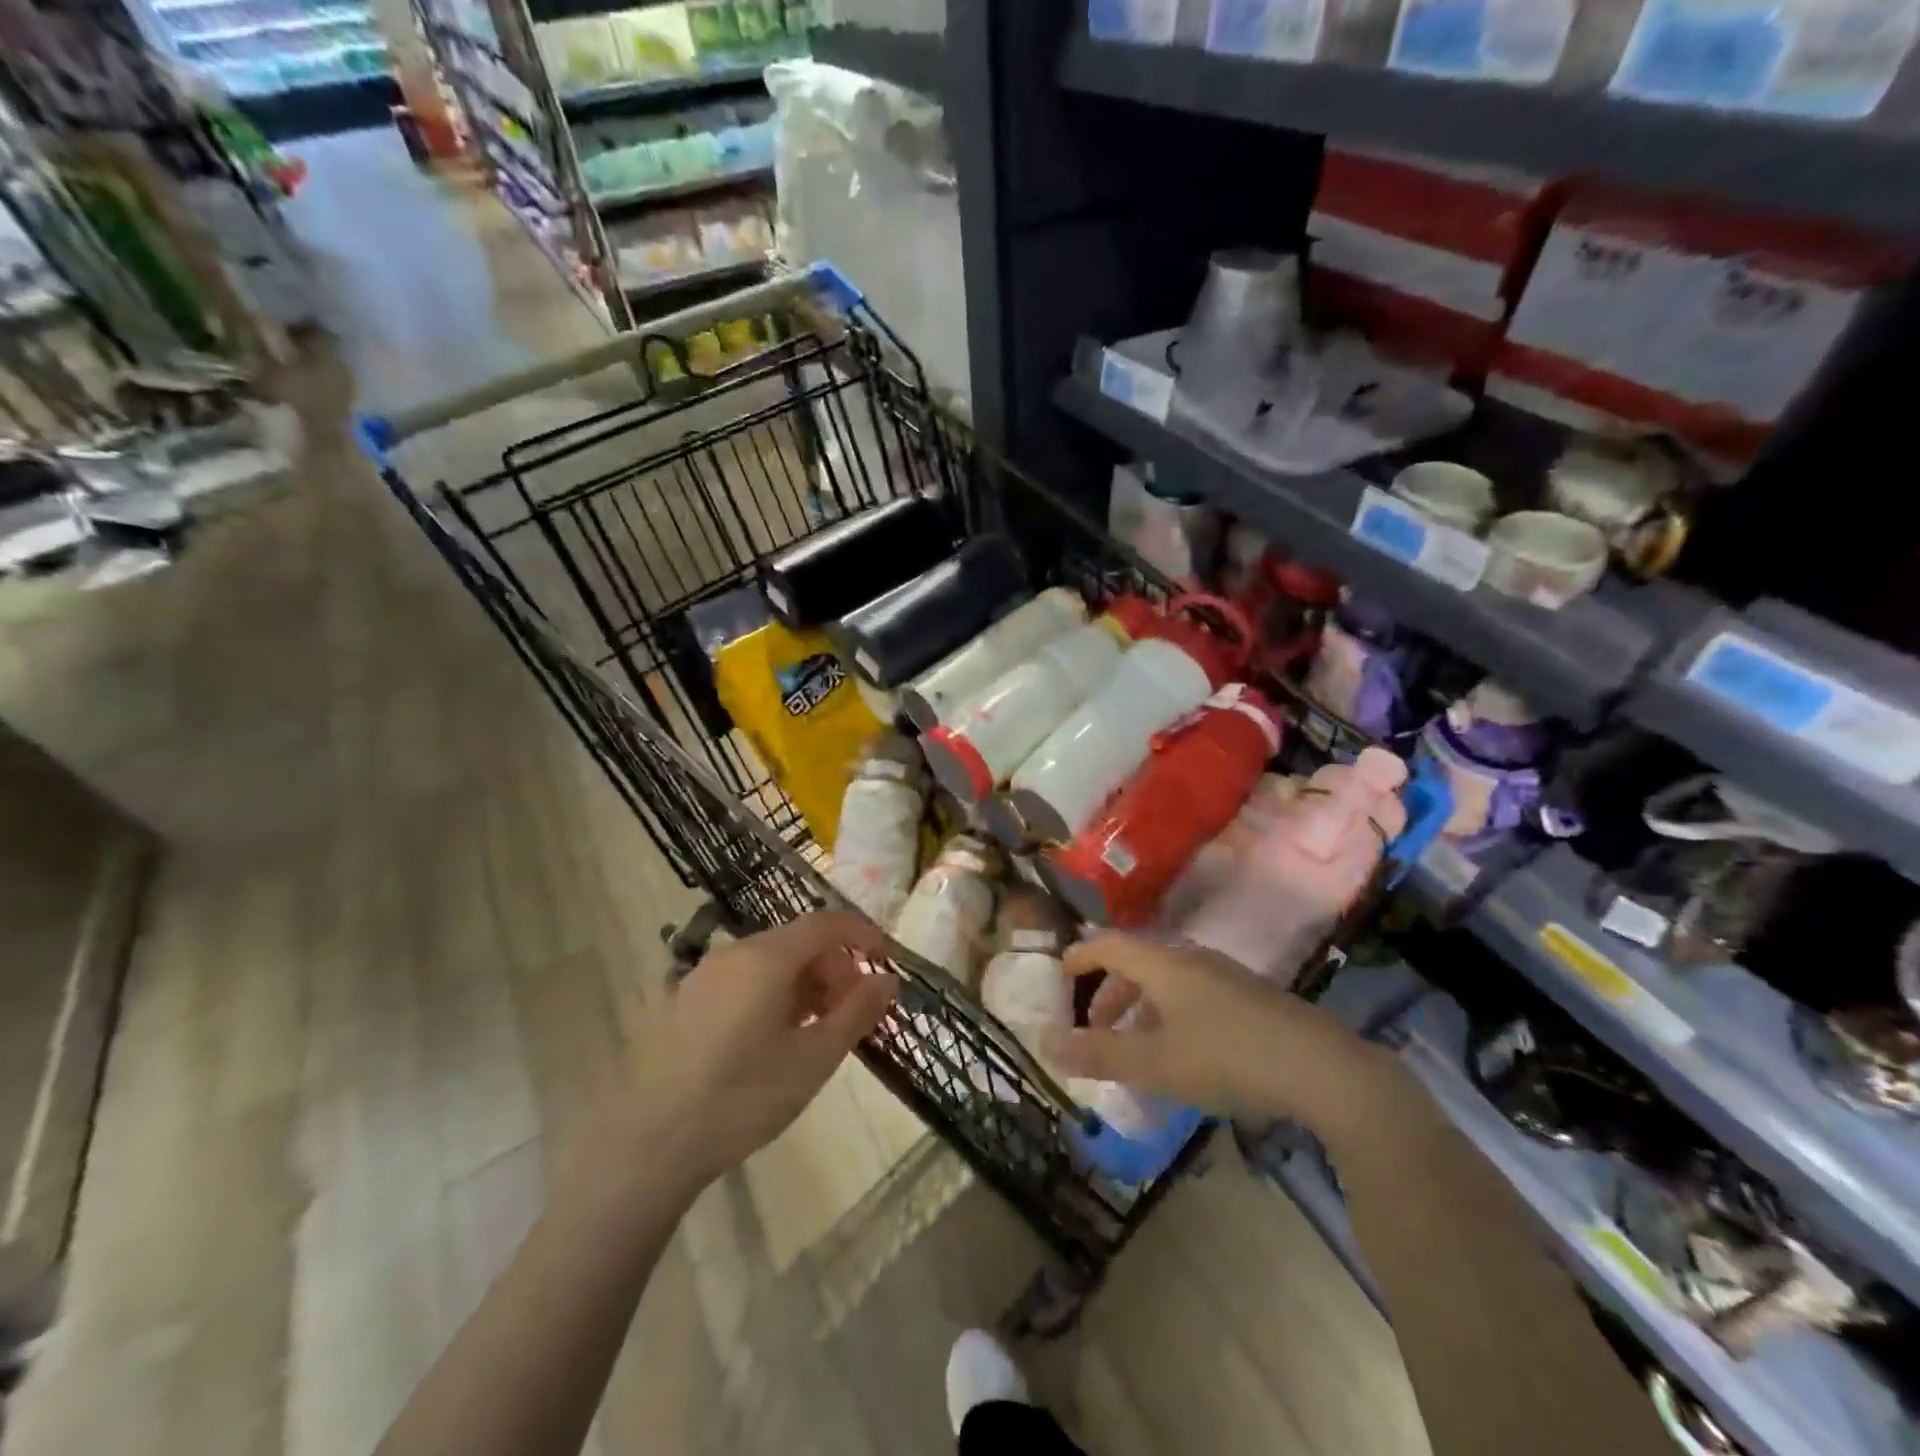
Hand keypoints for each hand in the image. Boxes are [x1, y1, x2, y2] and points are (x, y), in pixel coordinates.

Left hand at [555, 912, 898, 1218]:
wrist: (648, 1145)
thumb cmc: (742, 1098)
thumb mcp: (813, 1060)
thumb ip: (856, 1013)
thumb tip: (887, 980)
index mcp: (767, 958)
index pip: (826, 924)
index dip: (863, 935)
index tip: (887, 961)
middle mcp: (734, 953)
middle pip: (798, 942)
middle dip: (835, 967)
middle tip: (853, 1010)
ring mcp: (703, 975)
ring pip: (770, 962)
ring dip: (805, 983)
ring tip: (817, 1029)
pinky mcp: (684, 1000)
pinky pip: (742, 980)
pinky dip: (773, 993)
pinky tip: (774, 1038)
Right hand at [1041, 934, 1412, 1138]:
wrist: (1324, 1070)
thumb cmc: (1227, 1058)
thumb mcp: (1155, 1064)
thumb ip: (1098, 1054)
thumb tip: (1045, 1042)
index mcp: (1163, 964)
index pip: (1108, 945)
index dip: (1080, 958)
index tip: (1059, 976)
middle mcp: (1192, 959)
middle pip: (1137, 962)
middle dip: (1109, 992)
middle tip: (1094, 1027)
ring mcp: (1226, 976)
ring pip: (1167, 980)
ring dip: (1140, 1007)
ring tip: (1135, 1046)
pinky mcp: (1251, 998)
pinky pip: (1193, 994)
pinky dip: (1169, 1014)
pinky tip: (1183, 1053)